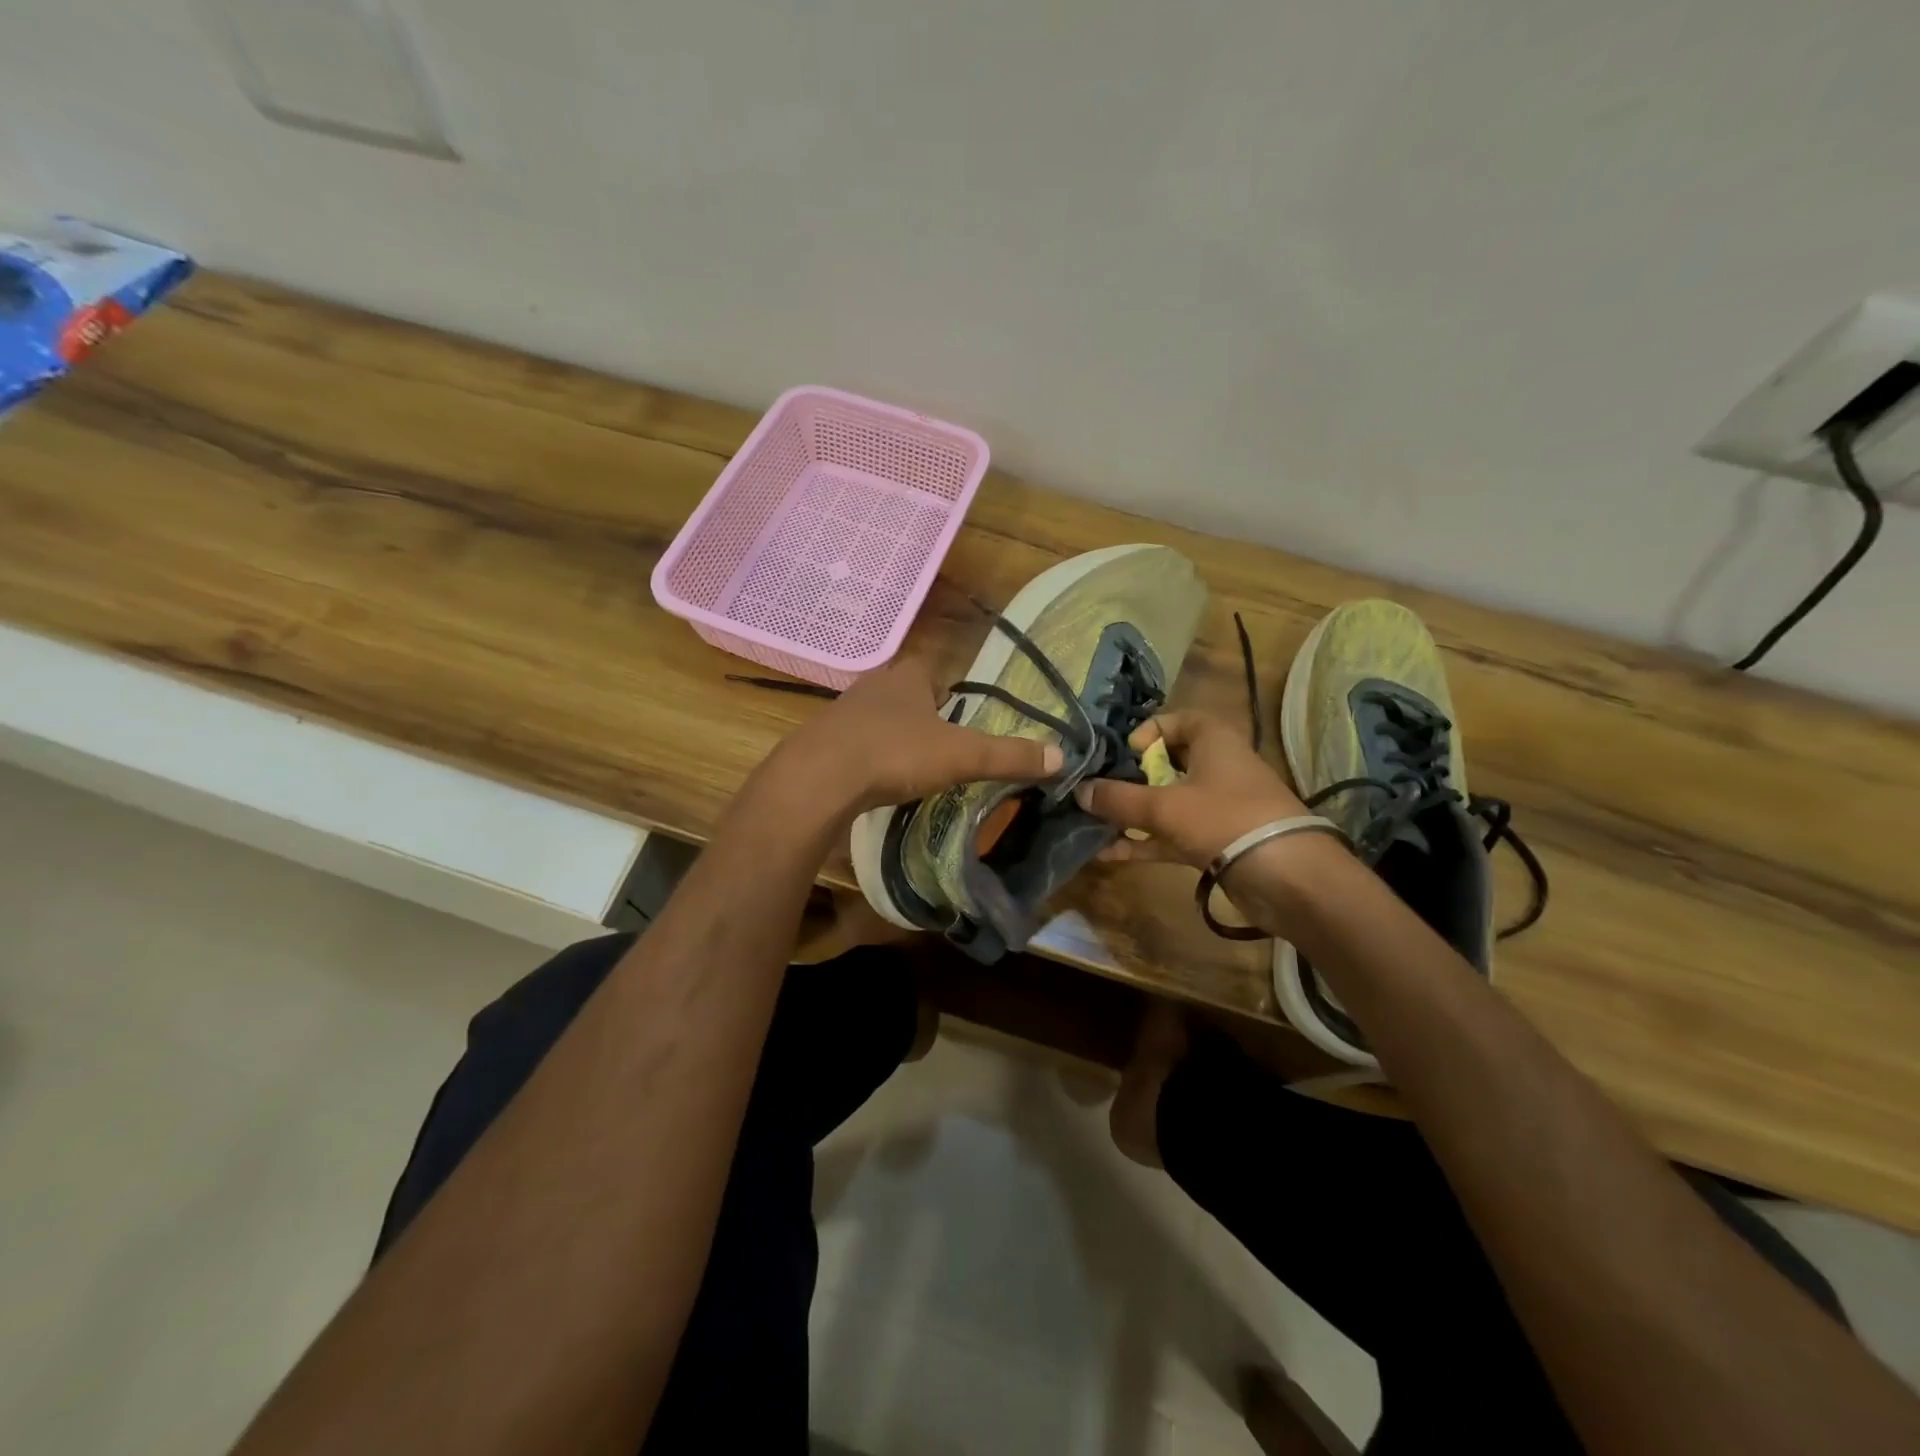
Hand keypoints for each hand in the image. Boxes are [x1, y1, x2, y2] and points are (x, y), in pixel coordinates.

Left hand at [769, 656, 1064, 814]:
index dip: (947, 688)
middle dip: (921, 714)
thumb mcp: (961, 756)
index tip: (959, 716)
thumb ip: (1008, 756)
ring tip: (909, 765)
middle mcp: (874, 685)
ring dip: (893, 735)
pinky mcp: (821, 741)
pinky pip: (854, 743)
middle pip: (905, 693)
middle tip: (939, 745)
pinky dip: (867, 756)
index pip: (932, 669)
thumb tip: (1061, 756)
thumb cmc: (895, 753)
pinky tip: (874, 779)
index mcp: (907, 676)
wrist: (819, 778)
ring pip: (877, 717)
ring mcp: (842, 712)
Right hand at [1071, 710, 1308, 867]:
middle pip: (1165, 763)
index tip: (1123, 756)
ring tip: (1093, 823)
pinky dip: (1144, 841)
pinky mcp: (1216, 840)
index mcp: (1213, 740)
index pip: (1174, 720)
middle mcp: (1216, 766)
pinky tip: (1108, 853)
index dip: (1145, 734)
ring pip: (1166, 802)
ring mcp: (1216, 806)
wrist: (1287, 877)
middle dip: (1129, 778)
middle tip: (1100, 791)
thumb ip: (1117, 799)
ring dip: (1132, 813)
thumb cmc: (1224, 820)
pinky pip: (1172, 834)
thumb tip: (1078, 790)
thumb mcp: (1164, 806)